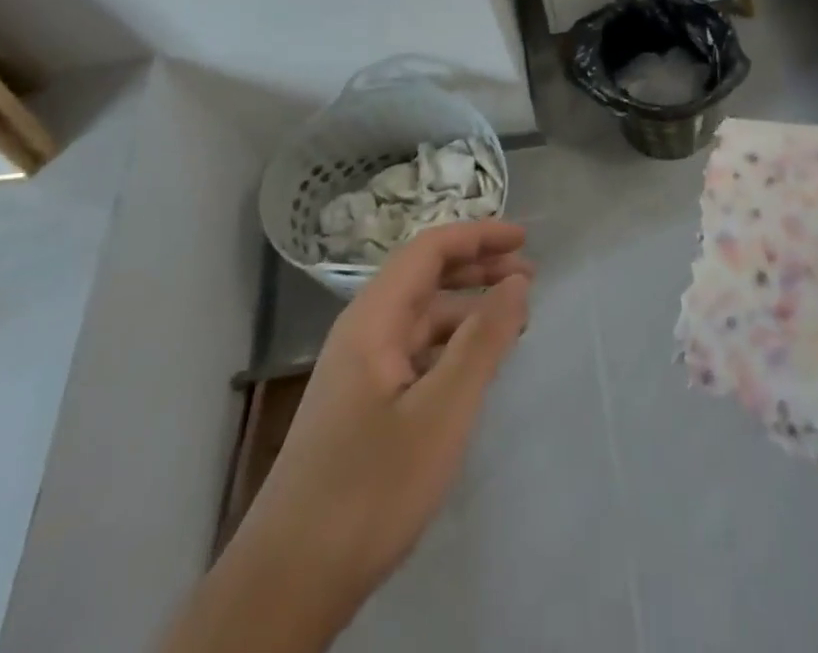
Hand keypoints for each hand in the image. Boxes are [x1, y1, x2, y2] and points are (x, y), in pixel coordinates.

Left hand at [166, 221, 533, 652]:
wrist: (289, 583)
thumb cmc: (371, 487)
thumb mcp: (442, 412)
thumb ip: (483, 341)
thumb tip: (517, 281)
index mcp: (373, 319)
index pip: (429, 250)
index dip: (477, 236)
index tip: (523, 238)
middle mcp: (362, 332)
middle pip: (424, 277)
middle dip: (476, 266)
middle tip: (528, 274)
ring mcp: (359, 371)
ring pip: (420, 318)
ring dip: (466, 307)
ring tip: (513, 318)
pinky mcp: (361, 406)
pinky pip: (414, 352)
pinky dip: (451, 344)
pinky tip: (475, 365)